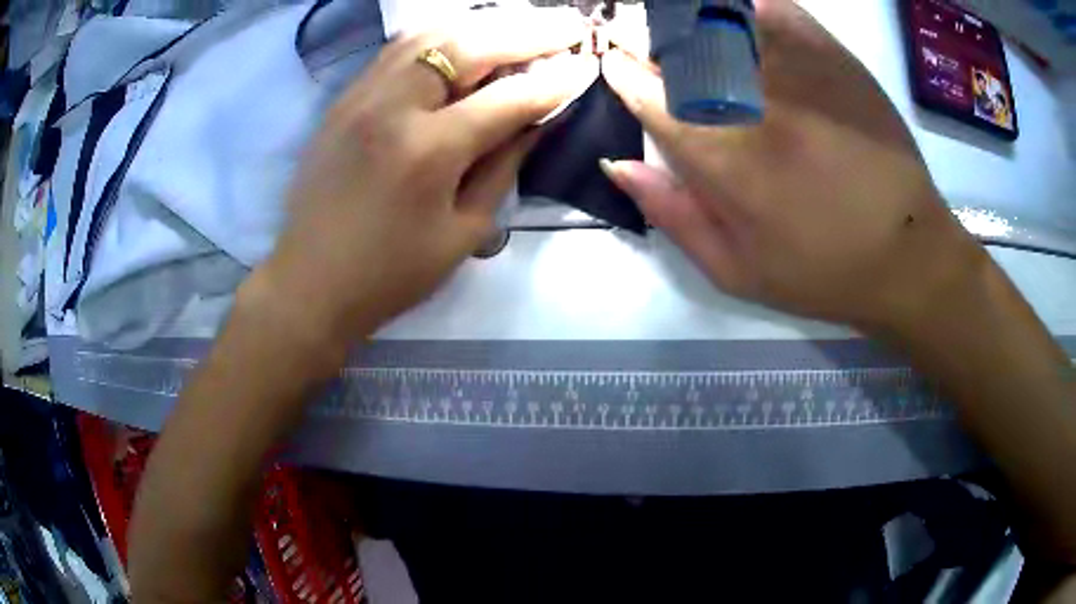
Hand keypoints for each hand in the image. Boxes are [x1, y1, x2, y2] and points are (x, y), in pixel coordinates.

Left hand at [260, 10, 596, 342]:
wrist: (310, 283)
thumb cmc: (391, 274)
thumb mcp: (464, 231)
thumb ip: (505, 165)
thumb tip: (538, 119)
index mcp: (429, 151)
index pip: (509, 97)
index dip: (556, 79)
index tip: (588, 64)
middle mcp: (393, 107)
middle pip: (470, 44)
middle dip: (529, 30)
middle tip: (569, 23)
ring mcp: (362, 95)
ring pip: (431, 34)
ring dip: (485, 23)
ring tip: (523, 22)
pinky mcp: (343, 99)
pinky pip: (398, 48)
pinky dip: (440, 33)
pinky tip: (465, 33)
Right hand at [599, 0, 986, 331]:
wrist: (907, 253)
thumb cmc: (821, 272)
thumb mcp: (735, 271)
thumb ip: (670, 214)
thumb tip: (615, 164)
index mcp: (722, 158)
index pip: (646, 92)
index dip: (621, 73)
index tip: (615, 67)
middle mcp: (752, 102)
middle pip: (675, 44)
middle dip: (640, 35)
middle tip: (633, 35)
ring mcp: (795, 70)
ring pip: (717, 17)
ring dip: (684, 16)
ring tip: (676, 25)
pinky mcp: (831, 56)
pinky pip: (773, 9)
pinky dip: (745, 7)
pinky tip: (735, 17)